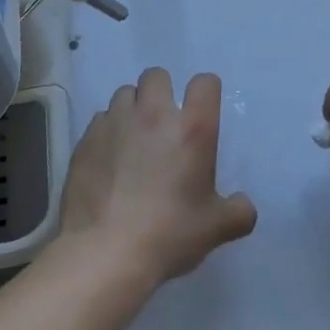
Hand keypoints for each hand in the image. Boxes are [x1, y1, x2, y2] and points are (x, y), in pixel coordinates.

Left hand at [60, 68, 257, 286]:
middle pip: (157, 75)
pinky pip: (100, 121)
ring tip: (133, 139)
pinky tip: (109, 160)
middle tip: (164, 125)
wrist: (105, 254)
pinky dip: (108, 132)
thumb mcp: (217, 227)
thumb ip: (239, 212)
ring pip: (124, 94)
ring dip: (132, 109)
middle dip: (162, 93)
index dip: (206, 93)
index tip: (202, 114)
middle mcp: (153, 114)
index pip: (205, 83)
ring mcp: (115, 124)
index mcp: (192, 128)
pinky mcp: (85, 141)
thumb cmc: (169, 234)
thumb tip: (244, 207)